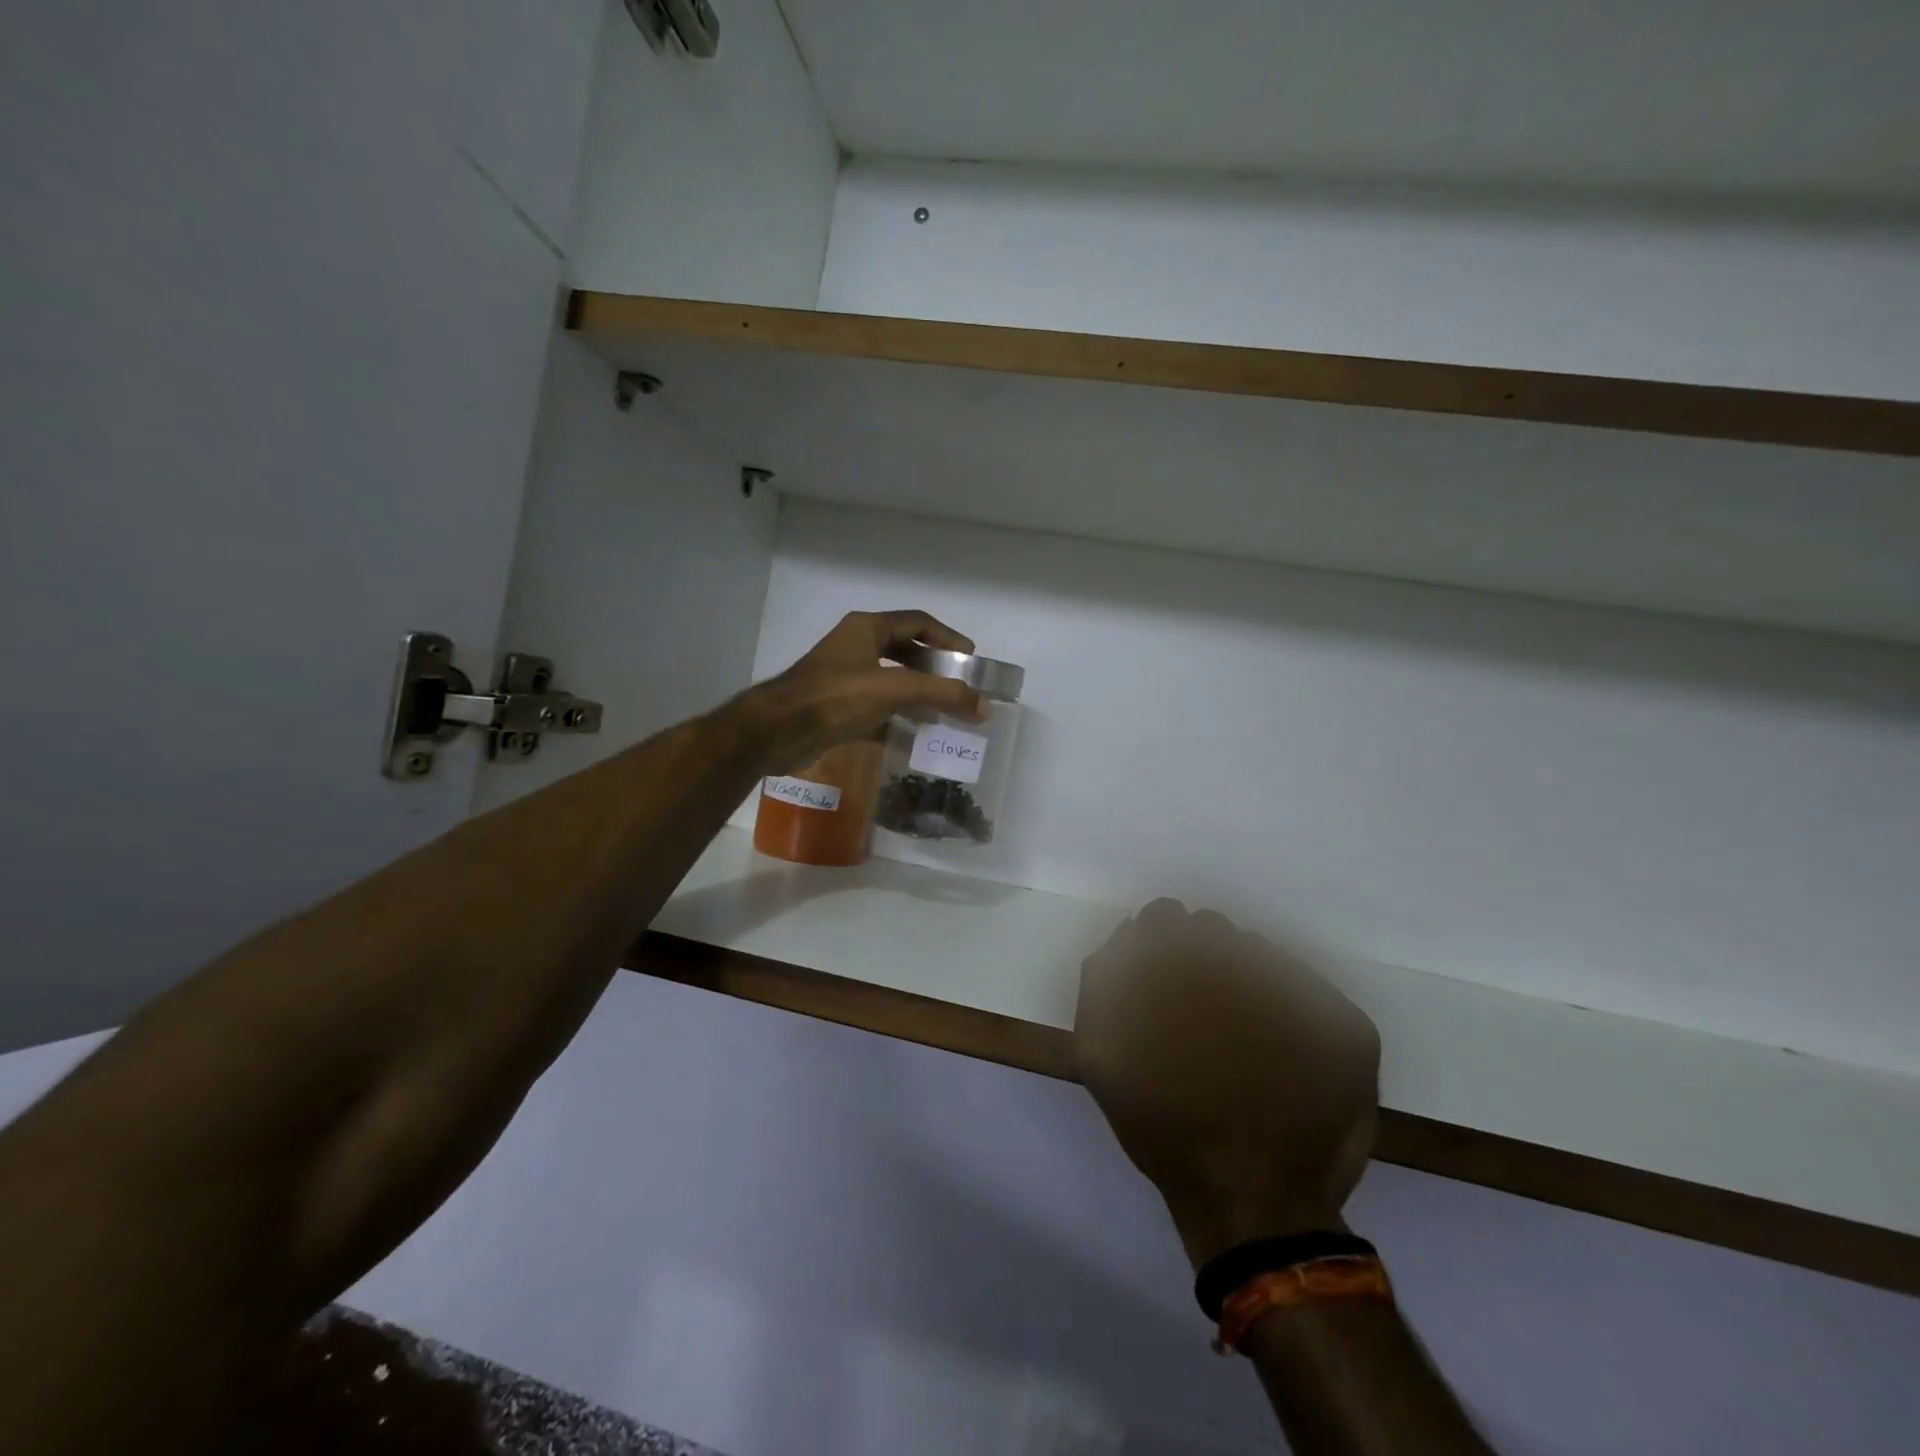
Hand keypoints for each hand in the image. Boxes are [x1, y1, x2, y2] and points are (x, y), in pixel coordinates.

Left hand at [748, 610, 989, 772]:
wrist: (777, 731)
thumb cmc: (835, 697)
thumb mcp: (894, 689)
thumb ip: (942, 695)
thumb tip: (985, 706)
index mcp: (867, 629)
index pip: (918, 623)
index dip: (948, 638)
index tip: (971, 659)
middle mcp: (856, 648)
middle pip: (906, 652)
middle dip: (935, 671)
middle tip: (960, 689)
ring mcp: (845, 679)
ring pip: (892, 682)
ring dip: (918, 697)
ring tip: (944, 715)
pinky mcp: (838, 709)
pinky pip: (877, 710)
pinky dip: (897, 720)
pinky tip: (914, 737)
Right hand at [1075, 901, 1380, 1268]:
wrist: (1253, 1204)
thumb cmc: (1168, 1130)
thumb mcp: (1102, 1059)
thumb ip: (1100, 985)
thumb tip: (1123, 938)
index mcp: (1182, 970)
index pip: (1164, 918)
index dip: (1157, 944)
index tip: (1160, 977)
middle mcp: (1244, 967)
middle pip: (1213, 931)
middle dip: (1200, 959)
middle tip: (1197, 1010)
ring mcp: (1305, 994)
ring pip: (1260, 956)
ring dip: (1242, 980)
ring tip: (1238, 1035)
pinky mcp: (1349, 1027)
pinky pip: (1309, 990)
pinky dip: (1289, 1007)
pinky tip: (1278, 1052)